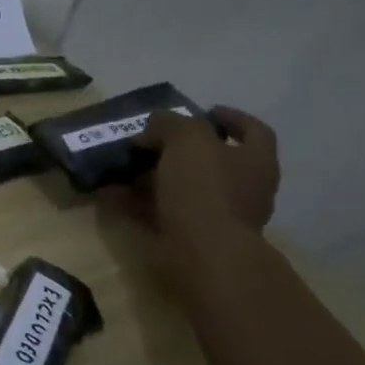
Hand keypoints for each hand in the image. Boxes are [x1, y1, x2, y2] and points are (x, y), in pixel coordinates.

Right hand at [106, 106, 279, 279]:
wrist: (203, 253)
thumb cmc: (205, 188)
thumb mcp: (188, 140)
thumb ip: (171, 124)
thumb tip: (154, 125)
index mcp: (256, 161)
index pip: (253, 131)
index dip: (230, 117)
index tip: (204, 110)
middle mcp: (243, 188)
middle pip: (212, 161)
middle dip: (179, 148)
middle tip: (150, 139)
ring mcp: (217, 215)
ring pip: (181, 187)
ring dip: (151, 176)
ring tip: (122, 165)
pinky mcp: (189, 237)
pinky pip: (158, 212)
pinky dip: (135, 202)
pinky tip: (109, 193)